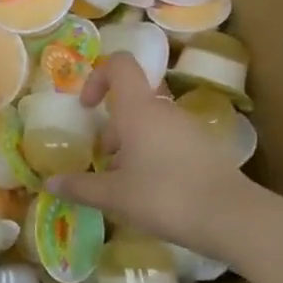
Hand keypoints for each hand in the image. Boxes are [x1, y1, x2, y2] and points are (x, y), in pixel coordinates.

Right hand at [46, 54, 282, 264]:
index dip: (98, 77)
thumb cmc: (164, 196)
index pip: (119, 65)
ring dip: (133, 144)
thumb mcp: (114, 196)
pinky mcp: (206, 148)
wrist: (232, 218)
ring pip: (152, 123)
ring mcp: (189, 128)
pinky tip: (154, 191)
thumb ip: (80, 186)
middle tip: (104, 159)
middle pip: (133, 102)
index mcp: (139, 109)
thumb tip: (50, 183)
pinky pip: (171, 140)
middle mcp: (164, 110)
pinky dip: (156, 155)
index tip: (87, 107)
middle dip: (113, 127)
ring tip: (127, 182)